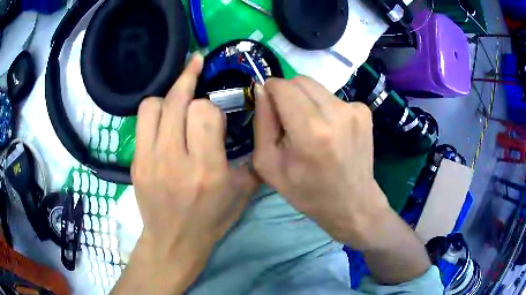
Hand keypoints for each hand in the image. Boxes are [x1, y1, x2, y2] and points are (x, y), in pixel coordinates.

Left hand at [123, 54, 259, 292]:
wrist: (173, 241)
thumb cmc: (211, 220)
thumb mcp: (242, 193)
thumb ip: (251, 158)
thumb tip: (256, 126)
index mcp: (207, 169)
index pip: (205, 112)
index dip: (212, 108)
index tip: (215, 118)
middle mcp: (176, 160)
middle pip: (178, 101)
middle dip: (190, 84)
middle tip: (197, 72)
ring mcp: (150, 160)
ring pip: (154, 104)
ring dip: (169, 97)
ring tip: (177, 103)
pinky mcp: (136, 162)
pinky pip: (142, 120)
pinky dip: (154, 111)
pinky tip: (163, 119)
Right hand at [253, 76, 390, 250]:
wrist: (353, 203)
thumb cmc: (307, 192)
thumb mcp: (270, 165)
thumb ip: (262, 122)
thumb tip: (261, 89)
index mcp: (310, 131)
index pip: (282, 86)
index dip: (270, 91)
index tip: (270, 107)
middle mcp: (336, 113)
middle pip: (300, 80)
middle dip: (288, 94)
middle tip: (290, 121)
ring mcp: (355, 110)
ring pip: (317, 87)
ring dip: (307, 101)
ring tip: (312, 128)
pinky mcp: (365, 111)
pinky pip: (334, 97)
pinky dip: (325, 108)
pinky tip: (330, 132)